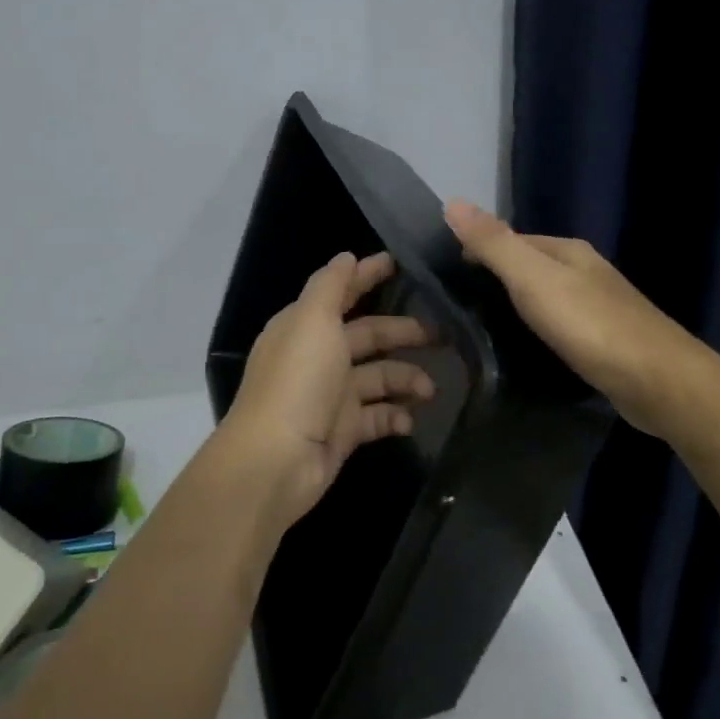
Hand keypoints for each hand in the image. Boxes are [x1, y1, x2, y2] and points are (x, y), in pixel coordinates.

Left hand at [220, 251, 434, 530]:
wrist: (277, 461)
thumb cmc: (297, 382)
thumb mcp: (312, 321)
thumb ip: (331, 286)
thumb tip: (347, 256)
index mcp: (305, 326)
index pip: (341, 293)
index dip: (367, 277)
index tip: (400, 264)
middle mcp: (318, 357)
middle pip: (368, 336)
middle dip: (403, 333)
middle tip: (442, 335)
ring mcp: (331, 396)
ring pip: (378, 377)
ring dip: (406, 379)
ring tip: (430, 389)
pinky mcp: (343, 431)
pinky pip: (378, 417)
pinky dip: (395, 416)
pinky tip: (409, 420)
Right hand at [443, 200, 699, 439]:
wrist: (658, 381)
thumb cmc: (590, 325)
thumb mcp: (533, 279)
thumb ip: (494, 244)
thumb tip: (452, 202)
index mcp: (569, 251)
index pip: (513, 240)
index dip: (479, 252)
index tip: (447, 277)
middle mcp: (586, 272)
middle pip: (530, 268)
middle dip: (497, 281)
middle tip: (458, 309)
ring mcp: (600, 308)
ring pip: (546, 298)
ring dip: (517, 308)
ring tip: (482, 330)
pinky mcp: (605, 342)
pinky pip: (560, 327)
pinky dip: (538, 331)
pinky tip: (526, 350)